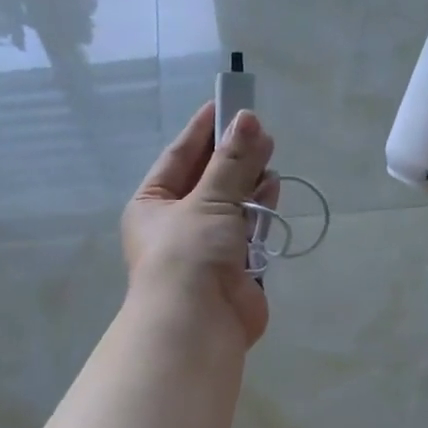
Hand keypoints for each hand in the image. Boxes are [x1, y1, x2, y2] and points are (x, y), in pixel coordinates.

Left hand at [123, 100, 278, 346]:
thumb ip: (232, 162)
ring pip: (232, 203)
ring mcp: (207, 247)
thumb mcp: (208, 200)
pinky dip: (260, 210)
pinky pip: (249, 229)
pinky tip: (273, 186)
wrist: (198, 325)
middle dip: (233, 154)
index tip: (228, 102)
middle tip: (260, 128)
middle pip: (209, 179)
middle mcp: (177, 223)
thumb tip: (249, 120)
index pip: (180, 156)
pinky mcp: (235, 267)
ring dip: (249, 180)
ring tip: (271, 152)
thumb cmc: (188, 254)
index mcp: (154, 204)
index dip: (204, 129)